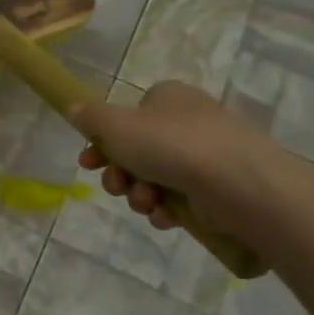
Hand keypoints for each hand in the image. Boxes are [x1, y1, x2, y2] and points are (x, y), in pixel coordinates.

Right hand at [72, 81, 284, 237]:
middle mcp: (188, 121)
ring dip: (140, 194)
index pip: (127, 118)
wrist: (239, 183)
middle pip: (137, 151)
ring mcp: (207, 155)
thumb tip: (74, 109)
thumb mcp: (116, 125)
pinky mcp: (219, 187)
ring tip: (147, 202)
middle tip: (116, 187)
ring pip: (155, 178)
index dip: (102, 143)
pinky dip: (166, 208)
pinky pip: (180, 198)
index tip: (88, 164)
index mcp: (167, 98)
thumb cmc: (171, 145)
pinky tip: (167, 216)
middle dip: (120, 174)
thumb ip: (90, 117)